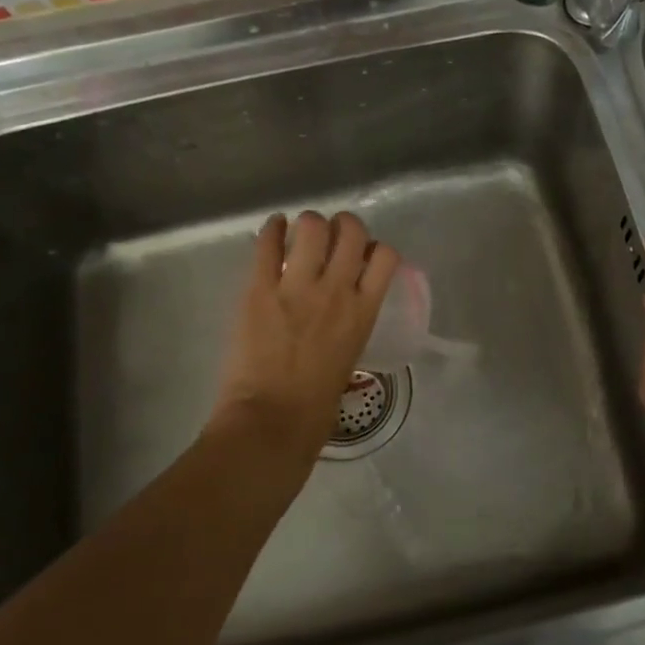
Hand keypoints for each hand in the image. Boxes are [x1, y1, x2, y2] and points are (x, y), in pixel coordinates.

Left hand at [209, 211, 399, 457]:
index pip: (385, 256)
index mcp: (363, 312)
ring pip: (312, 226)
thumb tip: (341, 310)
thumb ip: (350, 323)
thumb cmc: (316, 406)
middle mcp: (336, 290)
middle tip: (331, 237)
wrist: (272, 420)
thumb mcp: (350, 356)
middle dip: (343, 226)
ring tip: (301, 234)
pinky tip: (273, 229)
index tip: (361, 256)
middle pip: (351, 230)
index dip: (374, 248)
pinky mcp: (260, 289)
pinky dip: (272, 229)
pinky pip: (268, 243)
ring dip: (309, 224)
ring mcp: (297, 287)